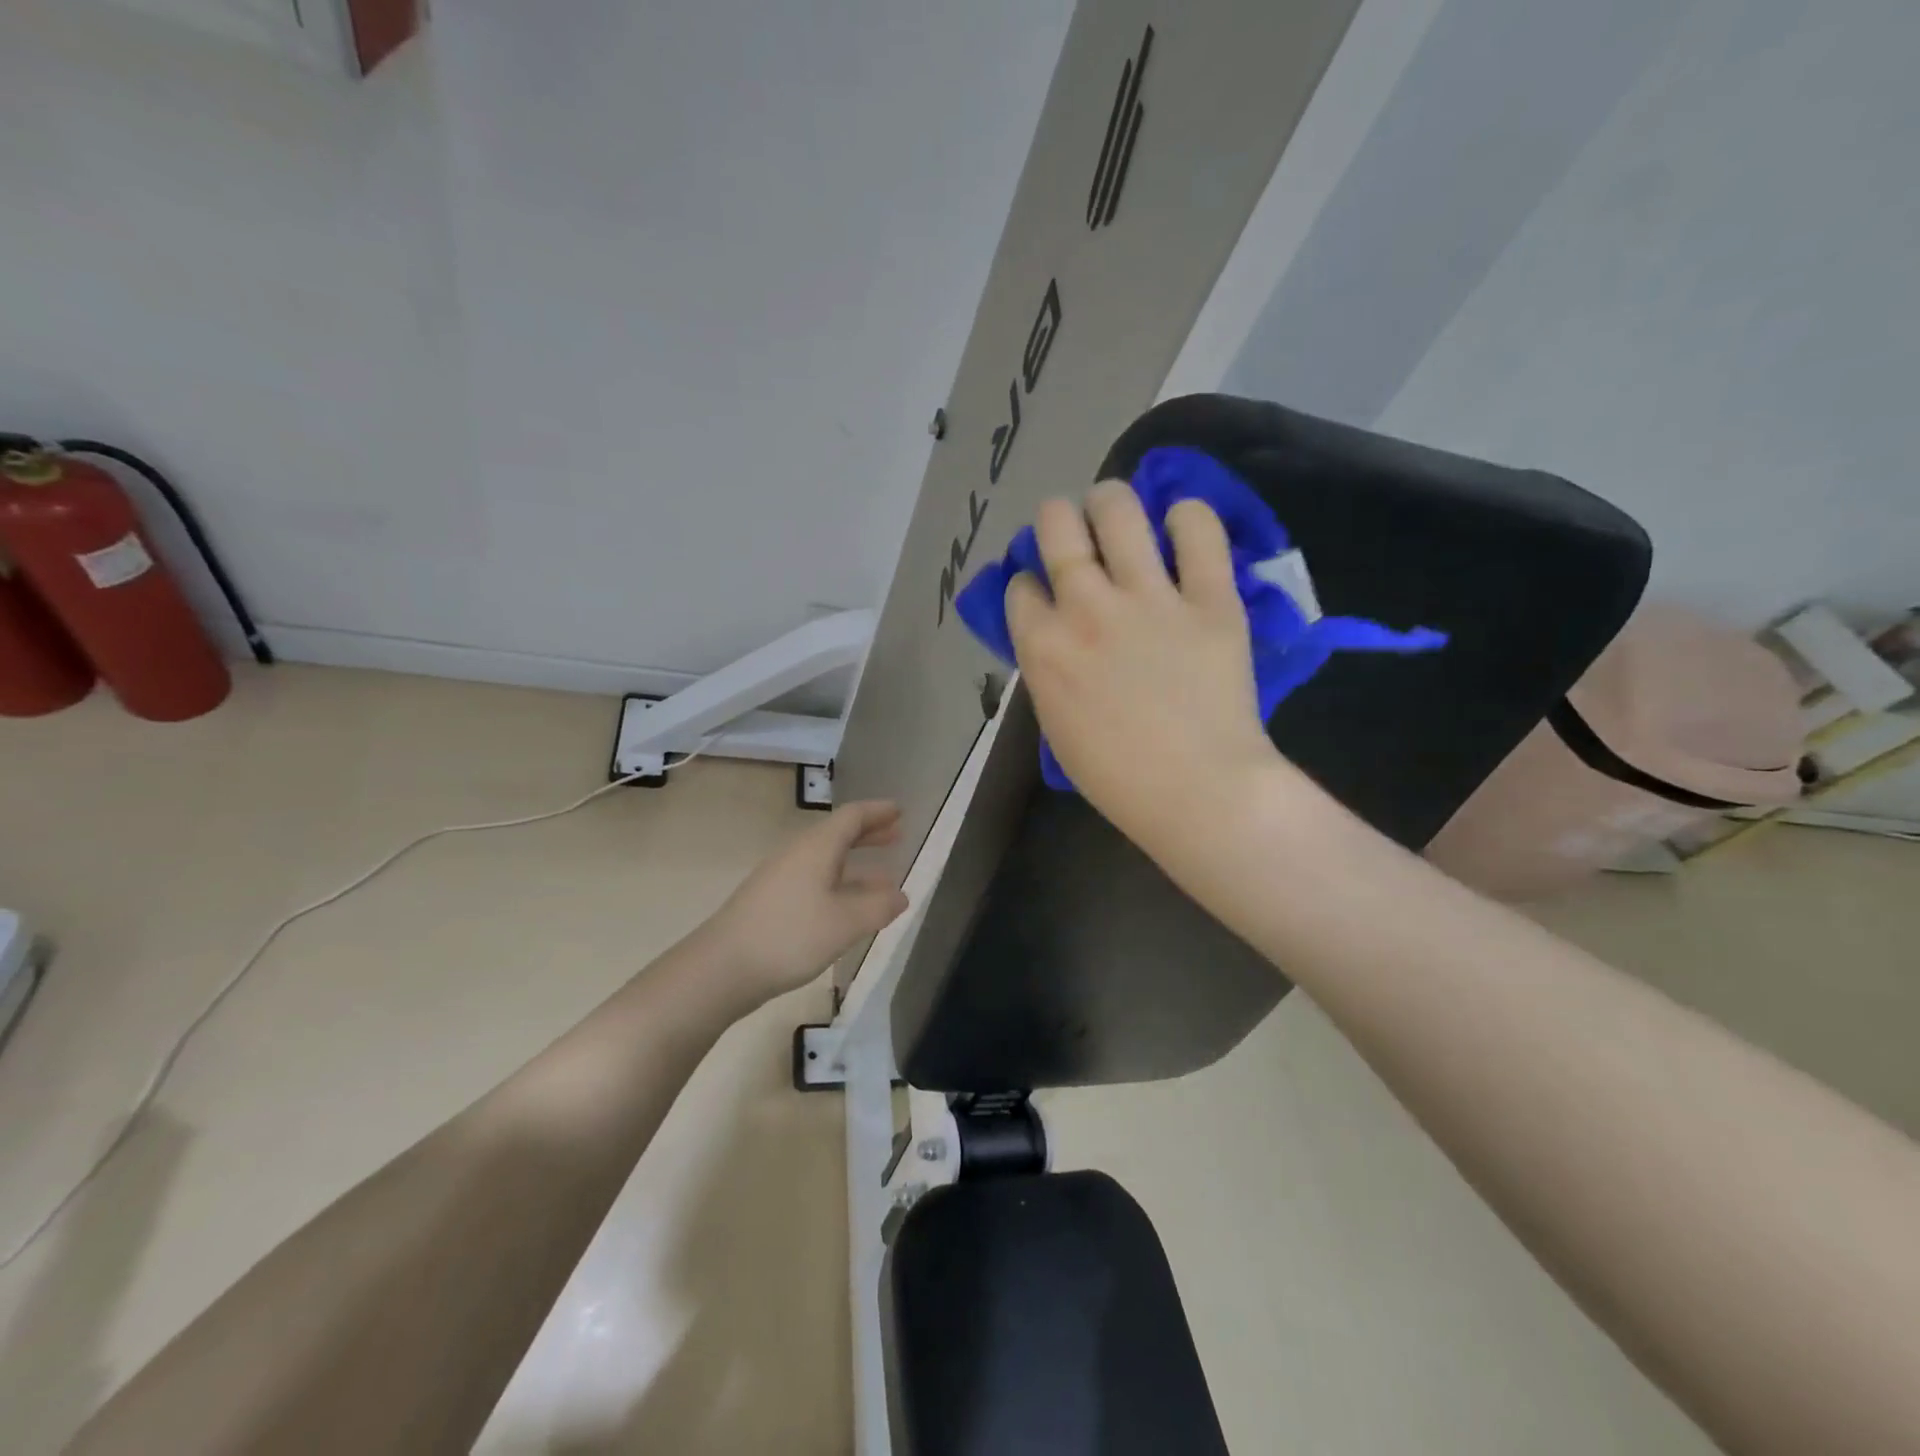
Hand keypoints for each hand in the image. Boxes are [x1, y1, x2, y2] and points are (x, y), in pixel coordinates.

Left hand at [700, 800, 909, 1004]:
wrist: (722, 968)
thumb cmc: (790, 935)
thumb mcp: (846, 923)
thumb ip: (878, 906)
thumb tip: (901, 895)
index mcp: (817, 847)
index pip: (852, 816)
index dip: (878, 812)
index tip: (900, 810)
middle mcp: (798, 854)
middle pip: (838, 834)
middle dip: (869, 834)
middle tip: (897, 835)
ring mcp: (781, 878)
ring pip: (826, 860)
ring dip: (855, 863)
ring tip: (884, 877)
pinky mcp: (772, 902)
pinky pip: (815, 881)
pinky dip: (839, 884)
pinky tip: (848, 908)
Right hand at [1006, 482, 1284, 854]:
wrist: (1199, 792)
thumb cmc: (1118, 777)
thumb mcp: (1057, 724)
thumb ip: (1049, 669)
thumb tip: (1055, 636)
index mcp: (1043, 646)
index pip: (1020, 584)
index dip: (1031, 584)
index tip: (1046, 595)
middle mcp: (1086, 607)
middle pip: (1055, 524)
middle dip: (1058, 521)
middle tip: (1076, 536)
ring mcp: (1149, 597)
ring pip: (1118, 508)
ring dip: (1111, 502)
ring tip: (1119, 514)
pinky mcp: (1210, 597)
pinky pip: (1198, 529)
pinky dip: (1187, 518)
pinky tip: (1182, 528)